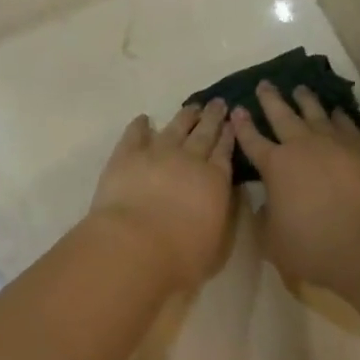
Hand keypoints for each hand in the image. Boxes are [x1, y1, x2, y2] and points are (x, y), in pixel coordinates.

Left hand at [87, 101, 235, 289]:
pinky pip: (136, 133)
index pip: (225, 151)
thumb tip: (227, 194)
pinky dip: (141, 124)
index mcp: (214, 180)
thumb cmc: (181, 256)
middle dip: (213, 117)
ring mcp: (157, 152)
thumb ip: (224, 214)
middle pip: (204, 133)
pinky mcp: (127, 155)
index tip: (232, 121)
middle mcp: (189, 159)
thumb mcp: (218, 242)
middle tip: (218, 103)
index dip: (229, 135)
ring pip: (175, 127)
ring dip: (185, 116)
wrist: (135, 245)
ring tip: (192, 106)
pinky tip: (144, 119)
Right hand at [231, 83, 359, 286]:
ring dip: (307, 100)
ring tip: (301, 89)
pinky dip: (342, 118)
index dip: (242, 125)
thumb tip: (267, 204)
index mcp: (276, 165)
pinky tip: (339, 113)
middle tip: (265, 84)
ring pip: (317, 114)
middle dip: (271, 99)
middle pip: (283, 115)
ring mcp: (336, 145)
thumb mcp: (275, 240)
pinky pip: (349, 127)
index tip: (236, 109)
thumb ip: (267, 218)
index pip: (252, 140)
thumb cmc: (314, 245)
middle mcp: (303, 146)